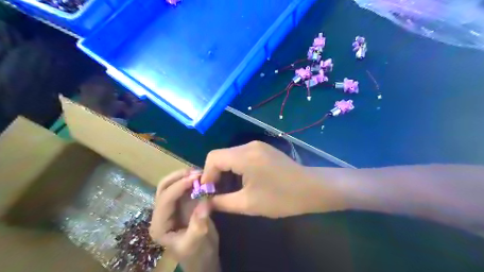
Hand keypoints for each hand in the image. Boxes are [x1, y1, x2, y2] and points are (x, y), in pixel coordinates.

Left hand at [151, 169, 219, 270]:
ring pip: (172, 185)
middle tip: (197, 172)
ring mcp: (172, 208)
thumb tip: (204, 202)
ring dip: (184, 176)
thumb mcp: (196, 244)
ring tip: (200, 173)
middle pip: (164, 188)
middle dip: (178, 177)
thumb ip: (198, 225)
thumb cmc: (197, 255)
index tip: (196, 178)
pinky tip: (202, 178)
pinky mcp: (183, 204)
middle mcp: (162, 213)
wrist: (203, 259)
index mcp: (160, 225)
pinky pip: (184, 188)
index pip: (165, 200)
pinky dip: (191, 180)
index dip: (179, 186)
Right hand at [201, 142, 323, 217]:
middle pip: (221, 155)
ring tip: (228, 188)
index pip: (213, 157)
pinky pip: (242, 155)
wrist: (311, 188)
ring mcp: (258, 145)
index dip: (206, 175)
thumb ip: (222, 202)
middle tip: (217, 193)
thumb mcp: (248, 204)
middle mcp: (249, 145)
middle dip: (215, 174)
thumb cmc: (281, 198)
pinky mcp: (263, 149)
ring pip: (231, 155)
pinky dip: (236, 167)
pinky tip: (242, 180)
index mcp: (244, 156)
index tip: (208, 192)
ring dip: (226, 170)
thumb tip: (204, 204)